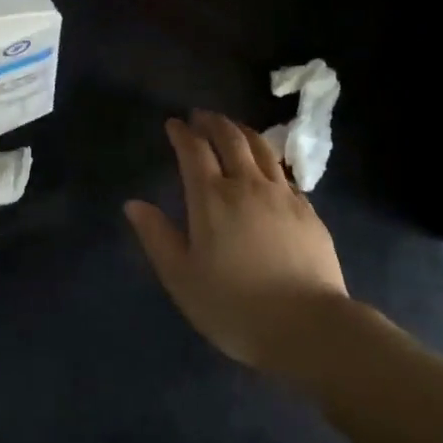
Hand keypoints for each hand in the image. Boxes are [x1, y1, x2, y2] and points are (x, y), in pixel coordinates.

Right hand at [124, 111, 348, 371]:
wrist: (306, 326)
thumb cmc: (233, 306)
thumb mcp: (181, 277)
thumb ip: (156, 236)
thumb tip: (133, 204)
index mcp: (211, 198)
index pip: (194, 151)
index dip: (182, 133)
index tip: (173, 124)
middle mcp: (248, 185)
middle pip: (231, 139)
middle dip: (213, 122)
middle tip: (201, 116)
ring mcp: (283, 195)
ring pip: (262, 149)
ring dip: (243, 132)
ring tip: (233, 128)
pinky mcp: (308, 211)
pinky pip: (283, 173)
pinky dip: (268, 160)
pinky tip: (267, 168)